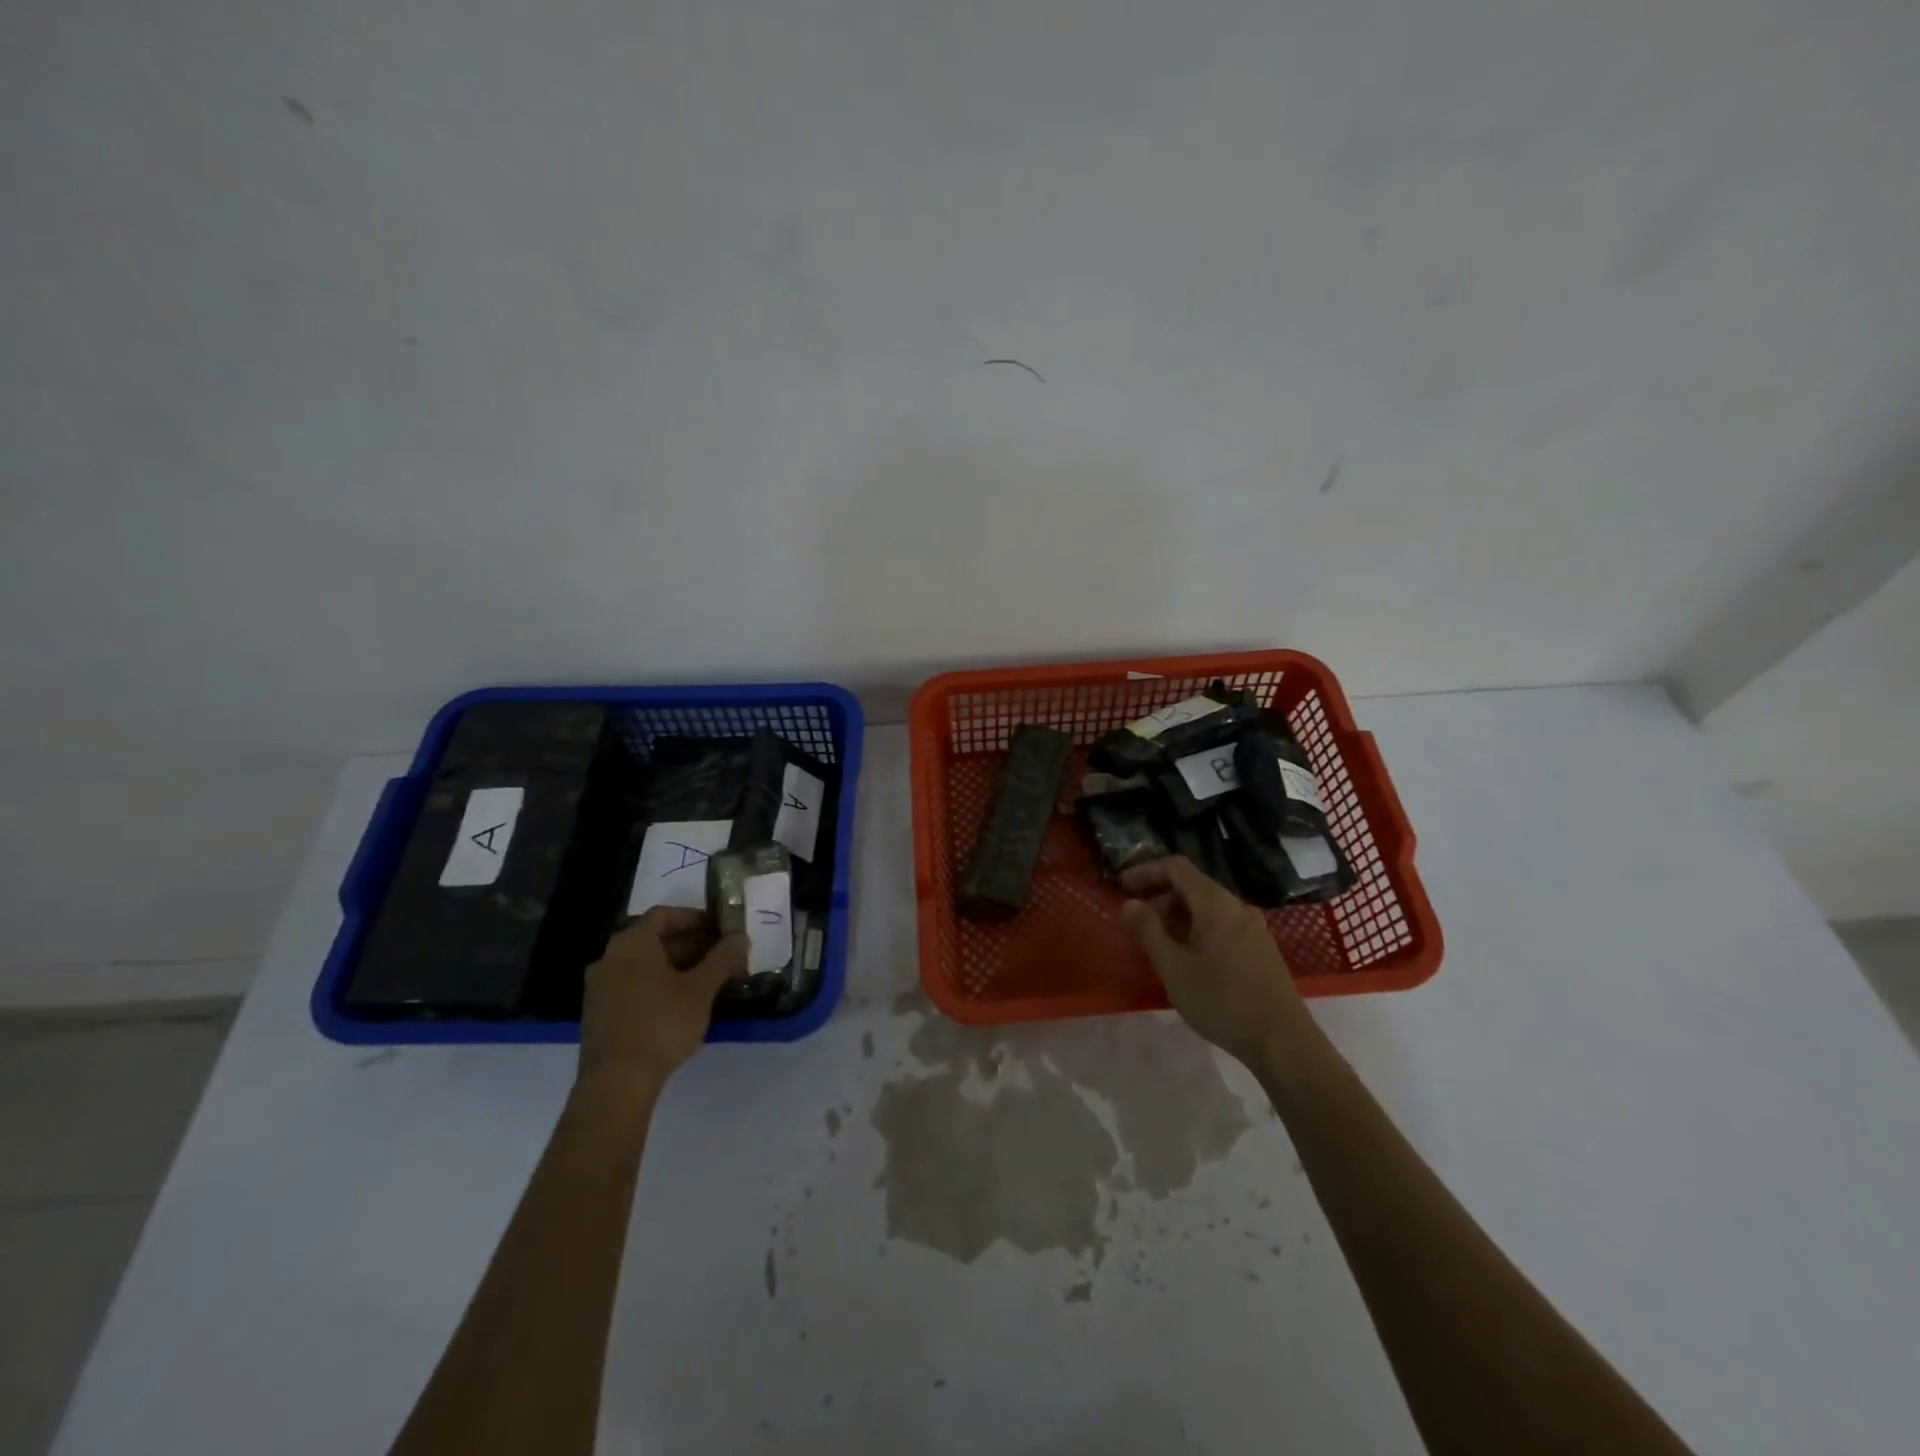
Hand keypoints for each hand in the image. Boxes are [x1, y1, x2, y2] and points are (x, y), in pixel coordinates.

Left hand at [578, 908, 746, 1093]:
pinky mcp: (598, 1013)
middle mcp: (610, 958)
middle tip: (720, 955)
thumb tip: (741, 937)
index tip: (720, 928)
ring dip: (674, 965)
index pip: (664, 914)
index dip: (694, 917)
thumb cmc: (661, 1024)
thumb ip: (722, 959)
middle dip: (689, 943)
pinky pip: (631, 984)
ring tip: (706, 979)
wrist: (616, 1082)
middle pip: (653, 938)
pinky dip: (656, 984)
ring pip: (642, 964)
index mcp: (632, 943)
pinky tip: (680, 1002)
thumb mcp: (700, 990)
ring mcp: (599, 987)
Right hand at [1120, 856, 1310, 1069]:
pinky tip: (1189, 958)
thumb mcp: (1174, 968)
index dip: (1146, 871)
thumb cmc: (1222, 1000)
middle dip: (1160, 897)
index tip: (1121, 886)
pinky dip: (1197, 929)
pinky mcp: (1262, 949)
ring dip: (1178, 916)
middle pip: (1193, 886)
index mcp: (1216, 903)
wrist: (1283, 1042)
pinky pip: (1222, 925)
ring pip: (1208, 908)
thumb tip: (1129, 903)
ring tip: (1158, 943)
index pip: (1176, 867)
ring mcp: (1254, 928)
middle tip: (1136, 922)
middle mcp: (1238, 907)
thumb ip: (1148, 931)